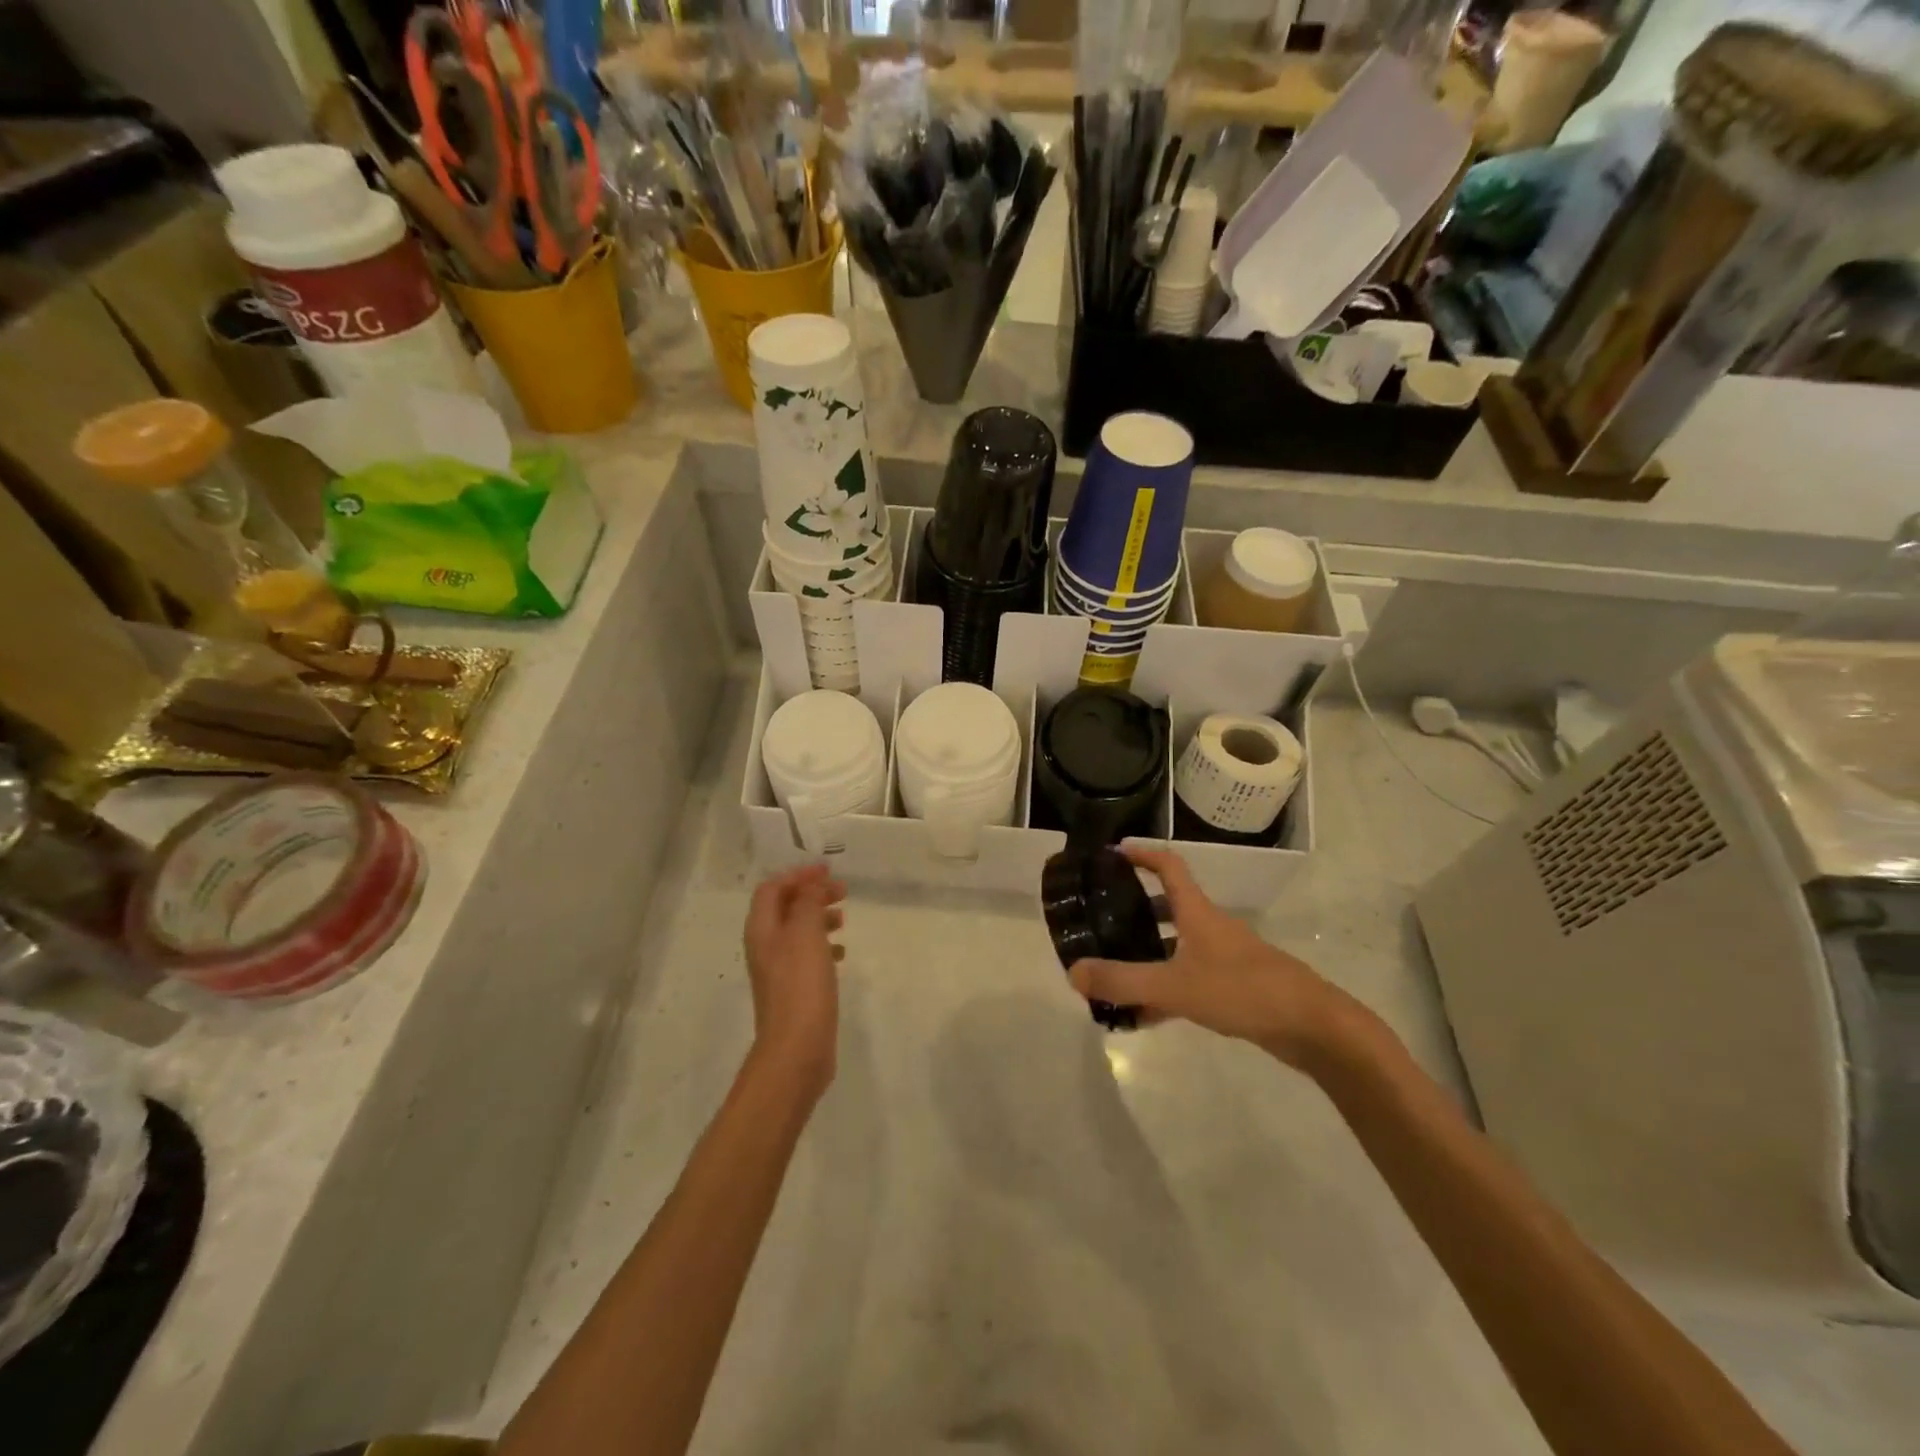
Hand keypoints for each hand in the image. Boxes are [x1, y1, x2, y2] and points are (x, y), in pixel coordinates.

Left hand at [743, 864, 846, 1099]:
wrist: (797, 1048)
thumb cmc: (800, 984)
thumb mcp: (806, 933)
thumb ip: (808, 902)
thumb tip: (812, 884)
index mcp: (762, 929)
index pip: (772, 888)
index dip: (798, 875)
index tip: (827, 871)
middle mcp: (765, 946)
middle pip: (785, 907)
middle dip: (812, 894)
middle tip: (842, 891)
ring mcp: (779, 969)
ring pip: (798, 930)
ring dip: (819, 917)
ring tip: (844, 918)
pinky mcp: (795, 989)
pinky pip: (808, 955)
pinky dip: (824, 945)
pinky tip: (842, 952)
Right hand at [1068, 846, 1356, 1067]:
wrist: (1313, 1027)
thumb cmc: (1243, 990)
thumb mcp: (1175, 985)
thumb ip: (1123, 981)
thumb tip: (1073, 971)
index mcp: (1198, 913)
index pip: (1168, 866)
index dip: (1140, 854)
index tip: (1111, 853)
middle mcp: (1211, 928)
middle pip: (1169, 906)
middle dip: (1135, 909)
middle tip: (1102, 919)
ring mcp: (1225, 958)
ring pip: (1177, 946)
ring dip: (1148, 953)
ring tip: (1114, 969)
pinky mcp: (1235, 988)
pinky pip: (1189, 980)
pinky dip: (1165, 990)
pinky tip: (1144, 1015)